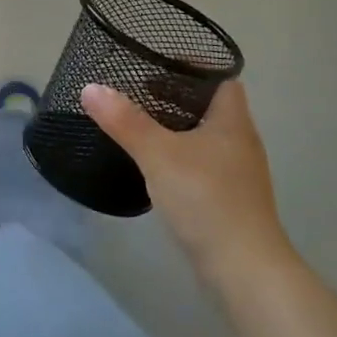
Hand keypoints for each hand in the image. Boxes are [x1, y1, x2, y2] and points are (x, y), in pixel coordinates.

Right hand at [80, 79, 292, 280]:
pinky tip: (156, 168)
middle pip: (211, 108)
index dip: (195, 68)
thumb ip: (125, 121)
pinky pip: (203, 167)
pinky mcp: (229, 202)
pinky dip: (180, 159)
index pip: (222, 80)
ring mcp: (238, 175)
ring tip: (140, 126)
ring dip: (177, 131)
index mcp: (232, 121)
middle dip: (177, 99)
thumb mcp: (159, 154)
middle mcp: (240, 143)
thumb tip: (91, 87)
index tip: (159, 65)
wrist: (244, 271)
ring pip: (205, 139)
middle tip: (138, 93)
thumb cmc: (206, 199)